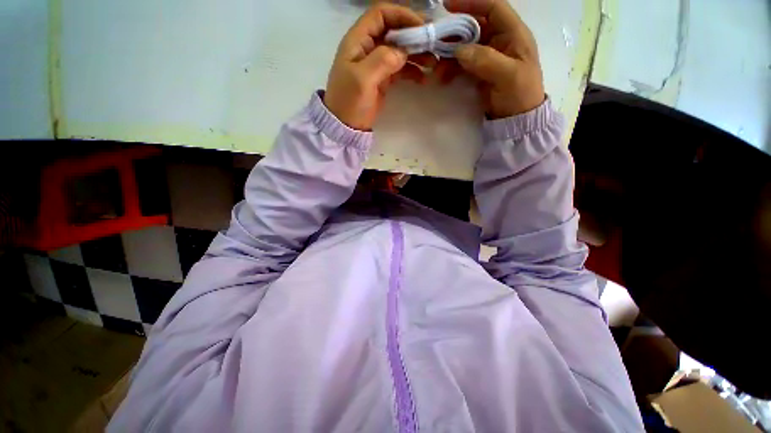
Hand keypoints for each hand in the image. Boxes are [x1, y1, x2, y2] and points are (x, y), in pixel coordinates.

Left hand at [324, 4, 424, 130]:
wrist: (346, 126)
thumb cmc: (349, 102)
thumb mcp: (362, 79)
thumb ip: (381, 61)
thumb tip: (402, 52)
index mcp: (358, 40)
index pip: (381, 14)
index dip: (402, 15)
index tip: (421, 26)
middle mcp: (368, 47)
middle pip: (394, 32)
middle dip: (414, 36)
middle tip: (433, 45)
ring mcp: (376, 64)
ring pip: (400, 50)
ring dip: (416, 54)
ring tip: (433, 63)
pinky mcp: (383, 79)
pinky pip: (400, 69)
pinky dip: (412, 71)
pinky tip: (422, 78)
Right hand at [439, 0, 544, 118]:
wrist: (516, 119)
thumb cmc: (520, 94)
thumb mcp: (509, 76)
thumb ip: (487, 60)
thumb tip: (460, 50)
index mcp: (513, 34)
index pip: (493, 8)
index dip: (472, 3)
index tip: (448, 6)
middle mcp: (499, 41)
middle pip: (474, 27)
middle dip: (454, 34)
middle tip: (436, 44)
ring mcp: (488, 57)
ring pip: (465, 46)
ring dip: (449, 55)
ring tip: (437, 69)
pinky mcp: (479, 71)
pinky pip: (461, 64)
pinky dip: (451, 68)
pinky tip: (443, 78)